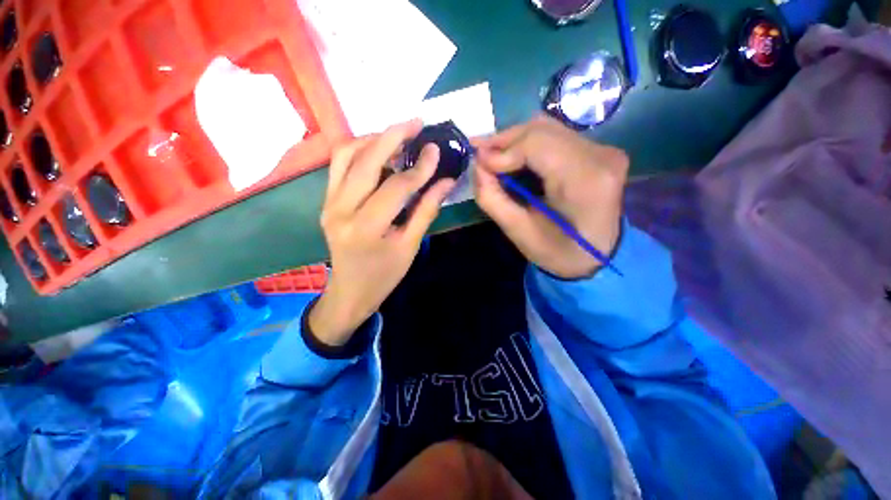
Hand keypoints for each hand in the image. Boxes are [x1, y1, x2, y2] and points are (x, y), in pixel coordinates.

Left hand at [309, 120, 455, 346]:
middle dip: (393, 136)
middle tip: (416, 123)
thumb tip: (445, 181)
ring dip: (373, 139)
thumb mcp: (410, 246)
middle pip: (366, 161)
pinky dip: (359, 150)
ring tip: (398, 134)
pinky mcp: (326, 201)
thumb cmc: (384, 275)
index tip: (436, 150)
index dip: (420, 167)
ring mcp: (328, 203)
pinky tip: (378, 150)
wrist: (350, 291)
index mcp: (366, 228)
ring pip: (346, 155)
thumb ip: (426, 210)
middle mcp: (341, 210)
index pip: (396, 187)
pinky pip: (340, 165)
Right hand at [473, 116, 627, 278]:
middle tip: (479, 154)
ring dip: (514, 141)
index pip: (537, 144)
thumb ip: (492, 198)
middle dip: (504, 141)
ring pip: (547, 129)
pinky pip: (556, 137)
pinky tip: (512, 157)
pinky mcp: (599, 151)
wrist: (597, 258)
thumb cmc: (558, 252)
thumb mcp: (519, 232)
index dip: (503, 150)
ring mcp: (604, 151)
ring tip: (491, 155)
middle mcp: (600, 157)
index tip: (479, 163)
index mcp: (584, 181)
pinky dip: (528, 145)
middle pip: (542, 129)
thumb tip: (477, 166)